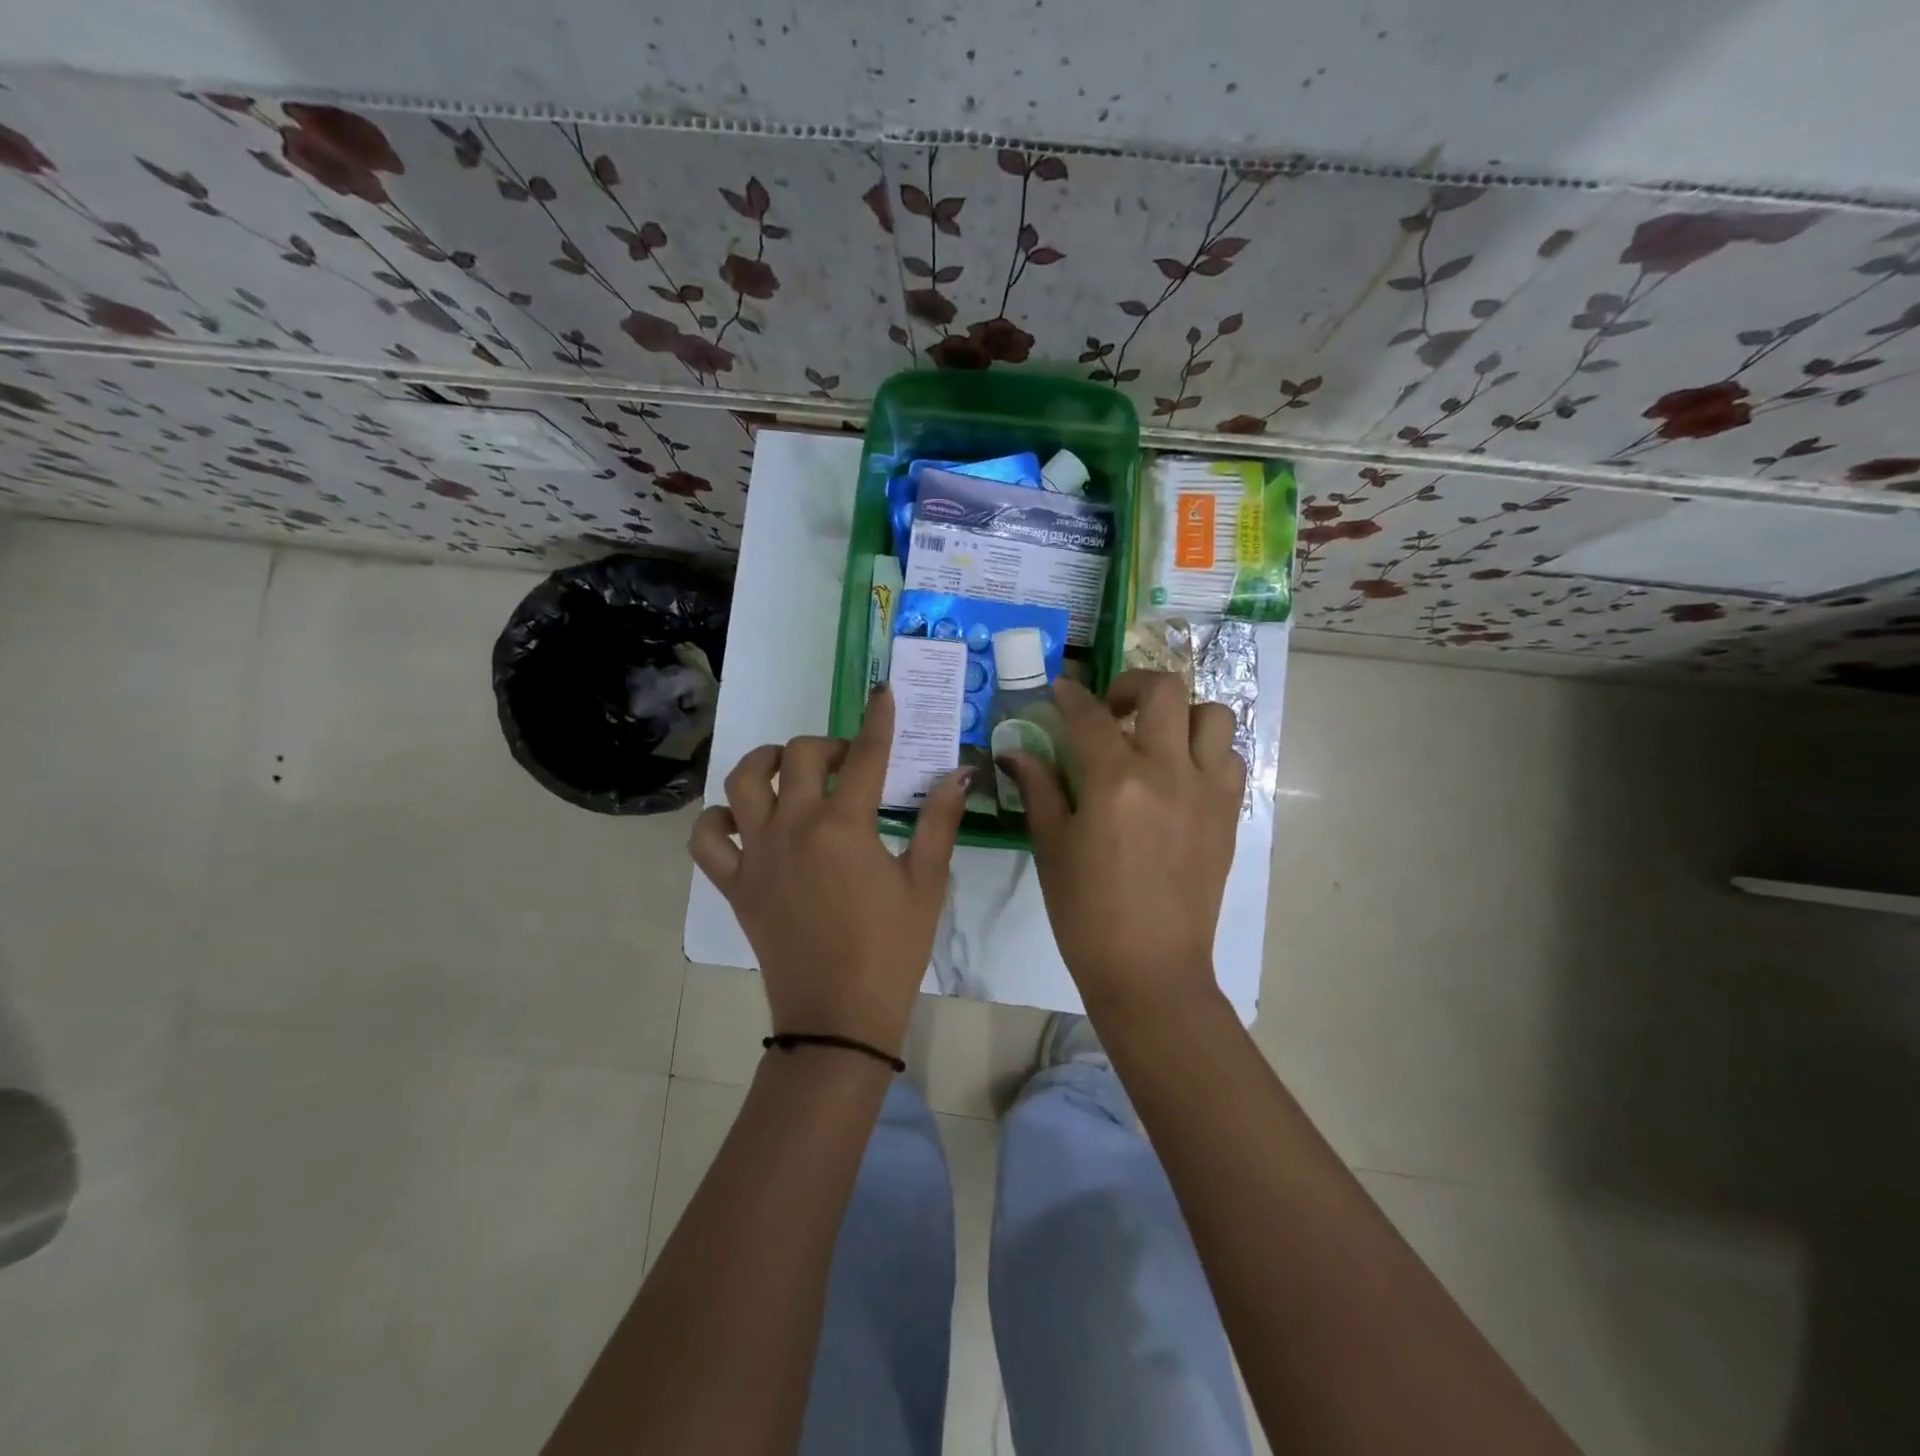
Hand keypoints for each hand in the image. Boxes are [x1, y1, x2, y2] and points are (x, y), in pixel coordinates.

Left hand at [689, 686, 969, 1055]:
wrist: (838, 1015)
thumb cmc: (891, 949)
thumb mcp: (927, 883)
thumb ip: (940, 822)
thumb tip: (960, 772)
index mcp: (844, 825)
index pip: (865, 754)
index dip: (878, 718)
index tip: (883, 693)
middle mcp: (793, 827)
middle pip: (796, 755)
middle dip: (826, 746)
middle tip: (848, 765)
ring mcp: (756, 854)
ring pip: (742, 781)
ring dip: (765, 763)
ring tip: (789, 773)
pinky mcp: (734, 883)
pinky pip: (707, 838)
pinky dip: (718, 820)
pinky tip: (745, 822)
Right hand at [1001, 671, 1242, 1014]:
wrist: (1150, 968)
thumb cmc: (1087, 913)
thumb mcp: (1052, 847)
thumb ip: (1039, 789)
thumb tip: (1016, 751)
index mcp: (1115, 782)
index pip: (1089, 715)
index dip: (1069, 695)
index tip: (1060, 690)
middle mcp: (1167, 772)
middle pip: (1162, 690)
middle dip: (1130, 684)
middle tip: (1111, 709)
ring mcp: (1206, 791)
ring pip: (1211, 715)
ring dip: (1180, 714)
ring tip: (1155, 738)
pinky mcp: (1228, 813)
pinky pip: (1229, 758)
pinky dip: (1206, 751)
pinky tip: (1180, 775)